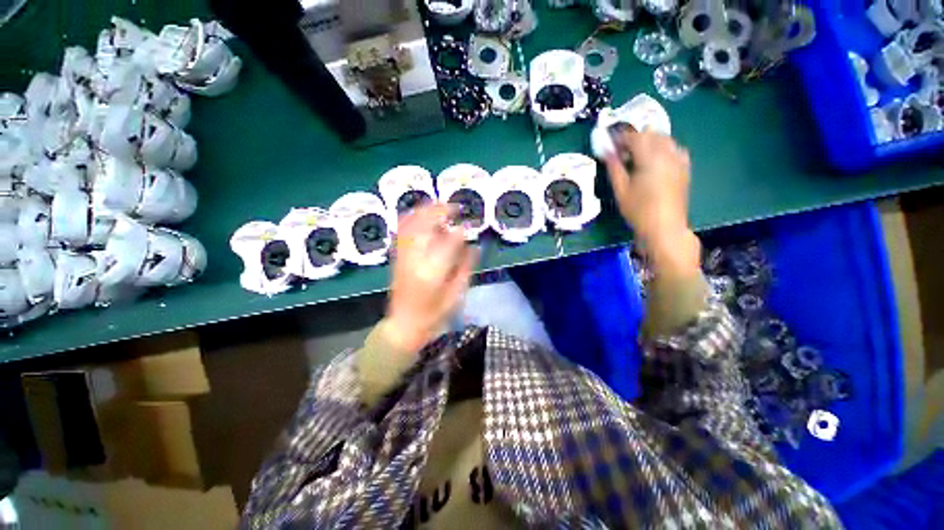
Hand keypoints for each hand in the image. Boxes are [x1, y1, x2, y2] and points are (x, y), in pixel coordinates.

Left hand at [385, 204, 477, 352]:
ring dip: (425, 211)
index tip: (470, 224)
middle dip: (440, 211)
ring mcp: (402, 256)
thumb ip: (465, 268)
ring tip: (440, 206)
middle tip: (455, 207)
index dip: (460, 231)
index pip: (448, 243)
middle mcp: (414, 260)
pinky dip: (412, 218)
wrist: (403, 325)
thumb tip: (473, 246)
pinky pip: (402, 231)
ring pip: (411, 224)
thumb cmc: (433, 315)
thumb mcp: (456, 295)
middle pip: (424, 226)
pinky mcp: (396, 257)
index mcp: (432, 273)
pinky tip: (422, 214)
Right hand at [605, 130, 699, 276]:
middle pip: (652, 134)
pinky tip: (657, 159)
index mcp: (650, 158)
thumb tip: (607, 151)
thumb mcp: (621, 190)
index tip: (611, 142)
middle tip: (622, 149)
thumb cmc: (638, 210)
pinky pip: (675, 149)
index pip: (636, 137)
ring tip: (638, 153)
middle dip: (636, 137)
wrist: (664, 227)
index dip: (622, 137)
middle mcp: (667, 154)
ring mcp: (679, 160)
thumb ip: (614, 168)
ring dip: (650, 141)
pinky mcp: (685, 168)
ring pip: (665, 139)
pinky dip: (664, 148)